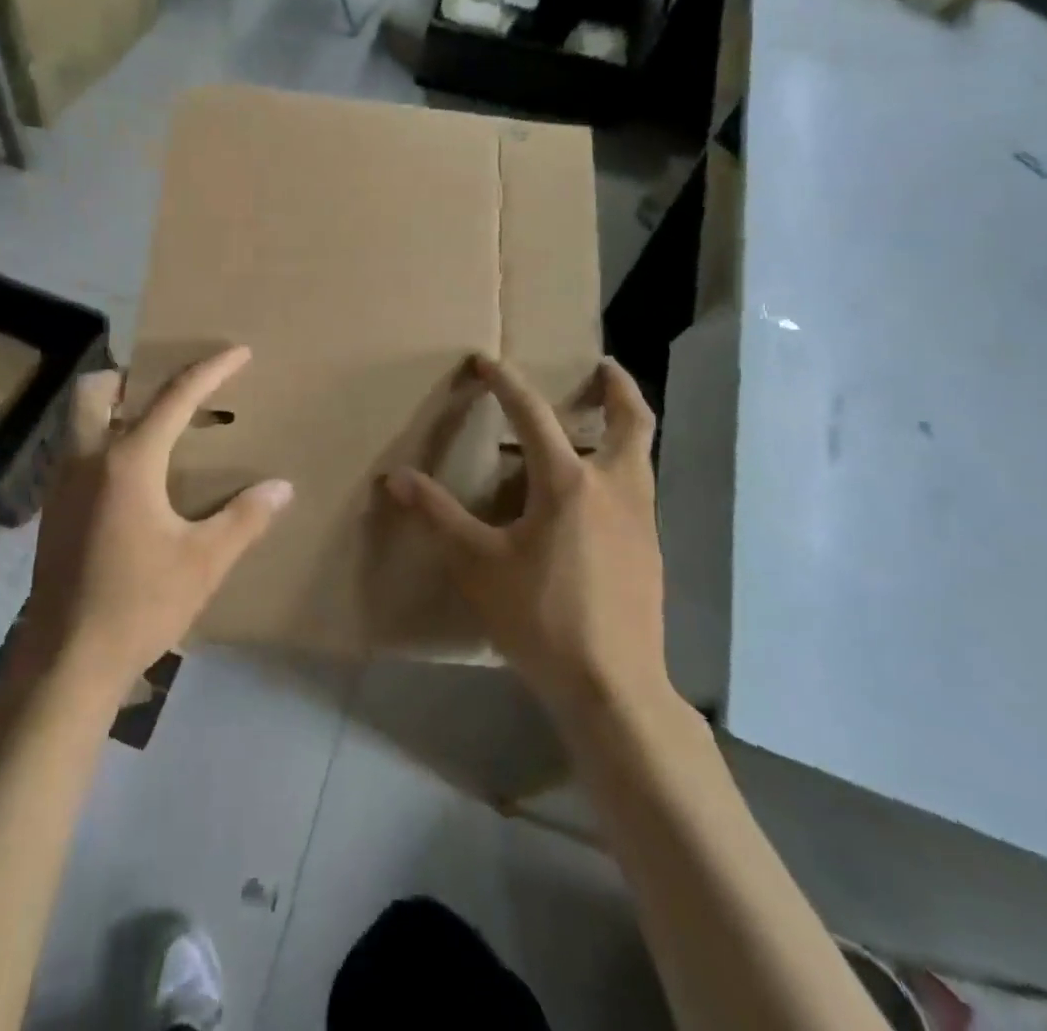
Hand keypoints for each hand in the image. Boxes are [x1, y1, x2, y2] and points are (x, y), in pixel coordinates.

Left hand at [12, 346, 292, 698]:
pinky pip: (76, 451)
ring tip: (154, 429)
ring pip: (80, 420)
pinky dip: (102, 441)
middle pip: (97, 390)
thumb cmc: (140, 603)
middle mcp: (88, 459)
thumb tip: (281, 486)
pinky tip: (131, 478)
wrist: (67, 660)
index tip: (238, 352)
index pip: (174, 398)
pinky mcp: (52, 510)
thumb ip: (245, 518)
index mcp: (128, 462)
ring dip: (114, 408)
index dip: (210, 370)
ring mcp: (62, 484)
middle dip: (131, 376)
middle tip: (168, 391)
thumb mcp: (204, 562)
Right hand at [386, 355, 670, 721]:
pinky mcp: (651, 548)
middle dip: (617, 386)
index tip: (486, 361)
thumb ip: (438, 515)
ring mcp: (640, 518)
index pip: (533, 414)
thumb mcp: (478, 564)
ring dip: (623, 426)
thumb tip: (396, 477)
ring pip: (642, 454)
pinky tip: (595, 493)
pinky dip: (622, 466)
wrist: (614, 686)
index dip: (506, 382)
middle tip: (602, 365)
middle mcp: (613, 487)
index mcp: (567, 482)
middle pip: (631, 420)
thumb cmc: (540, 617)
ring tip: (599, 420)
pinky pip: (639, 487)